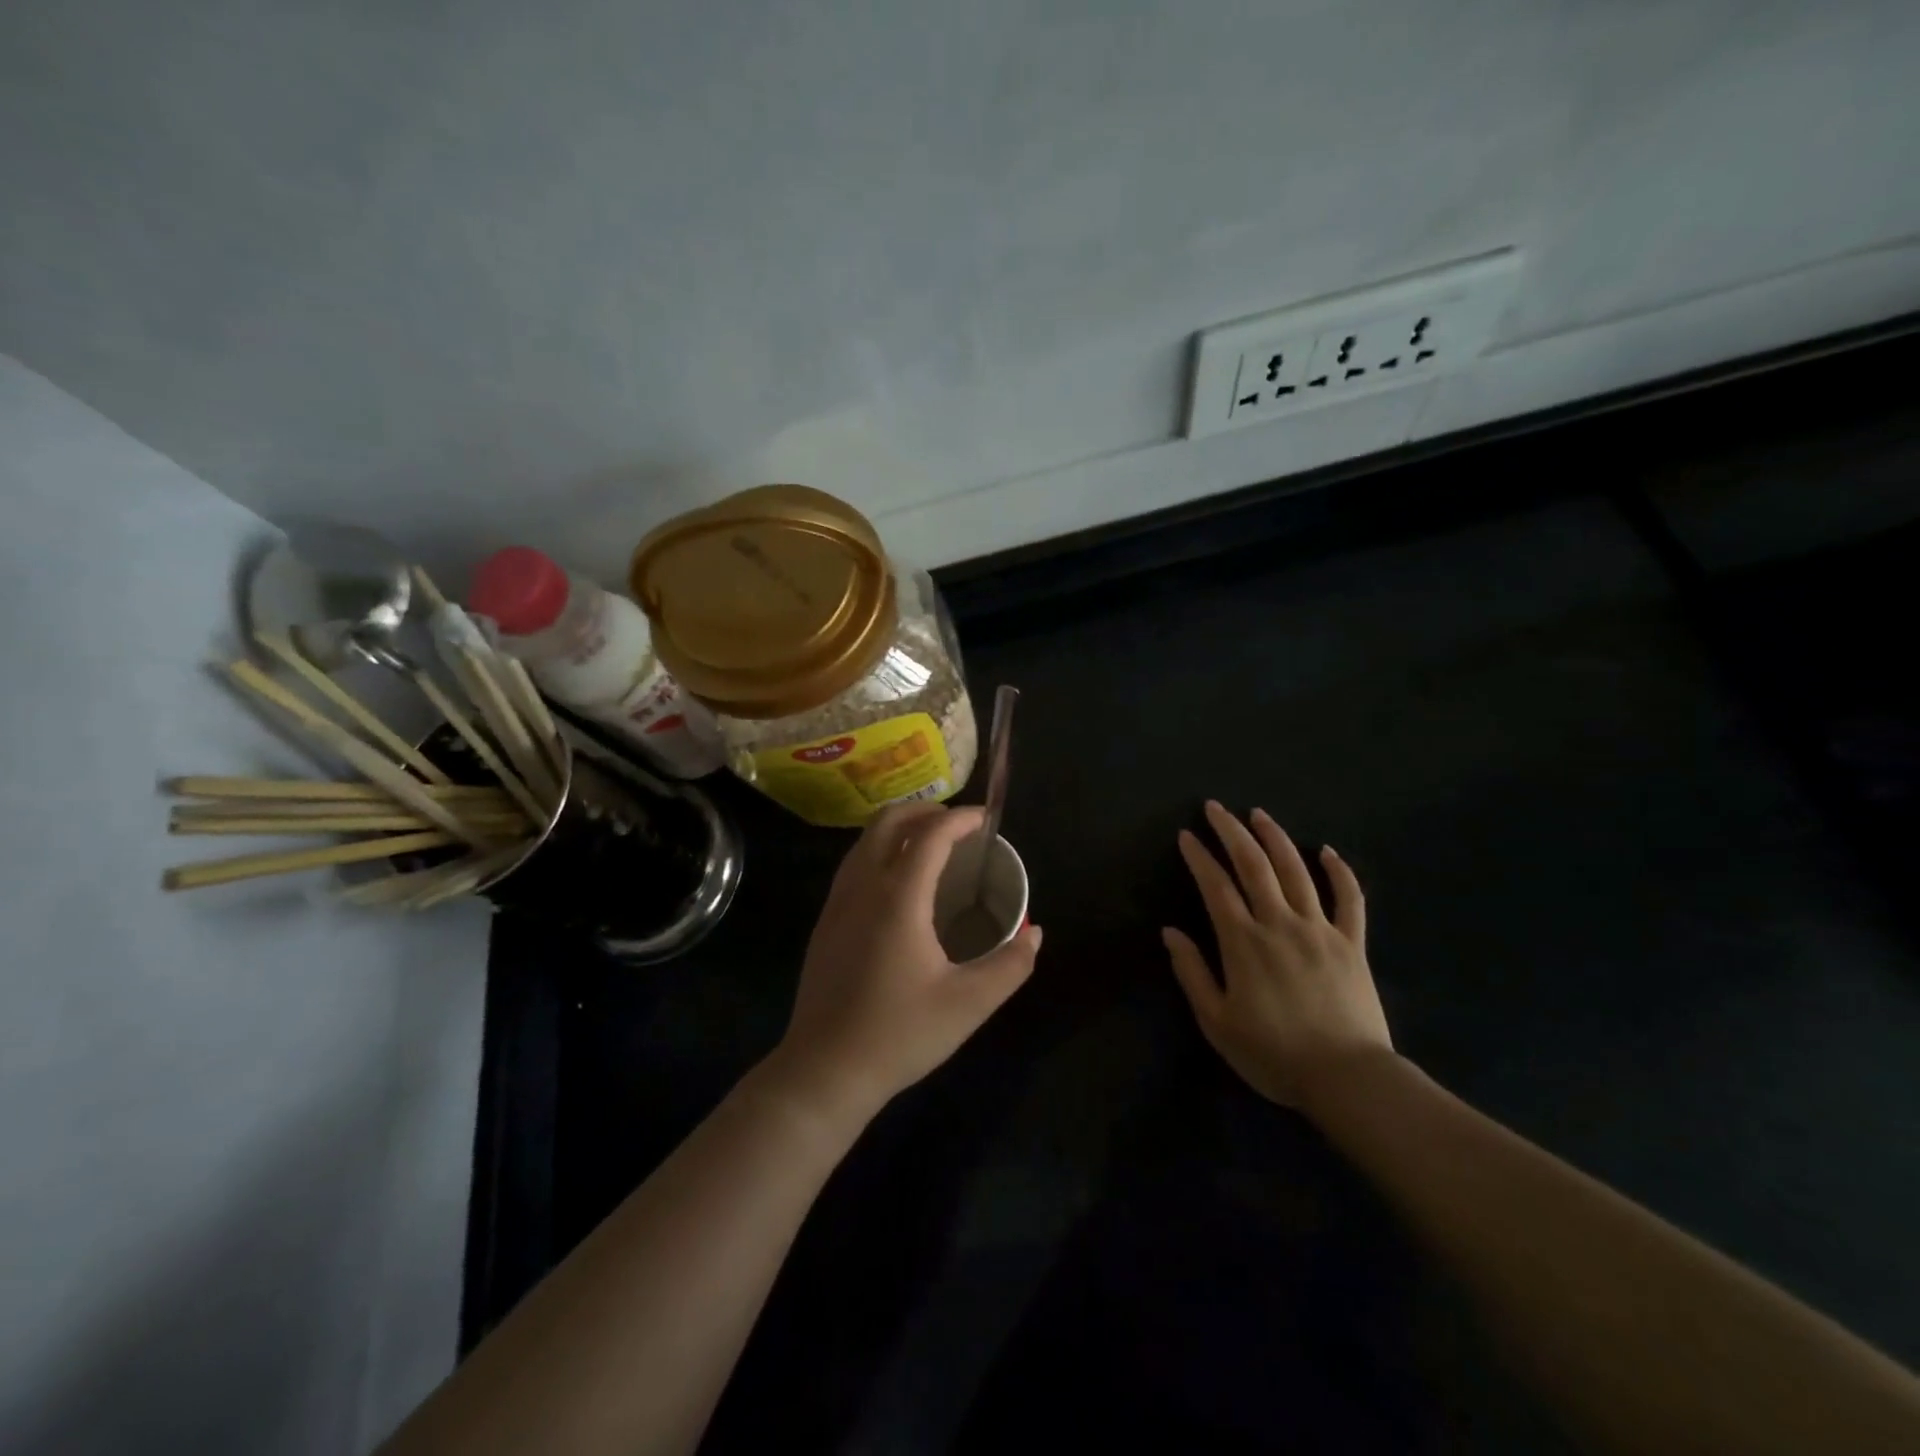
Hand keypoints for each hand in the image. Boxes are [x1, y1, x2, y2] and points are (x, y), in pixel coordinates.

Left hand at [769, 803, 1041, 1127]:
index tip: (986, 820)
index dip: (960, 819)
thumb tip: (1034, 934)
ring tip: (933, 846)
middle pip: (888, 821)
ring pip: (865, 839)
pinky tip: (901, 883)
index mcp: (898, 898)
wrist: (824, 1071)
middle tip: (959, 827)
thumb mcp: (969, 1004)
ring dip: (900, 828)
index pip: (930, 835)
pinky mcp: (825, 921)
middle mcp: (863, 887)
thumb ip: (1010, 966)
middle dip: (926, 810)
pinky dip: (881, 850)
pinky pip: (854, 863)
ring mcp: (837, 902)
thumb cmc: (899, 1034)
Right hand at [1163, 801, 1391, 1108]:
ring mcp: (1320, 929)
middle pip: (1254, 865)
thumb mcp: (1217, 1022)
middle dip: (1232, 832)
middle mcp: (1280, 923)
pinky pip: (1349, 899)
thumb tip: (1170, 932)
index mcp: (1243, 942)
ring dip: (1276, 838)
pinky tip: (1327, 850)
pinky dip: (1340, 872)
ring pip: (1297, 871)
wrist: (1347, 1079)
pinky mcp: (1352, 943)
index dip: (1199, 857)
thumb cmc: (1273, 1054)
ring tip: (1259, 814)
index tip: (1186, 835)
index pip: (1216, 886)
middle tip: (1216, 808)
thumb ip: (1192, 973)